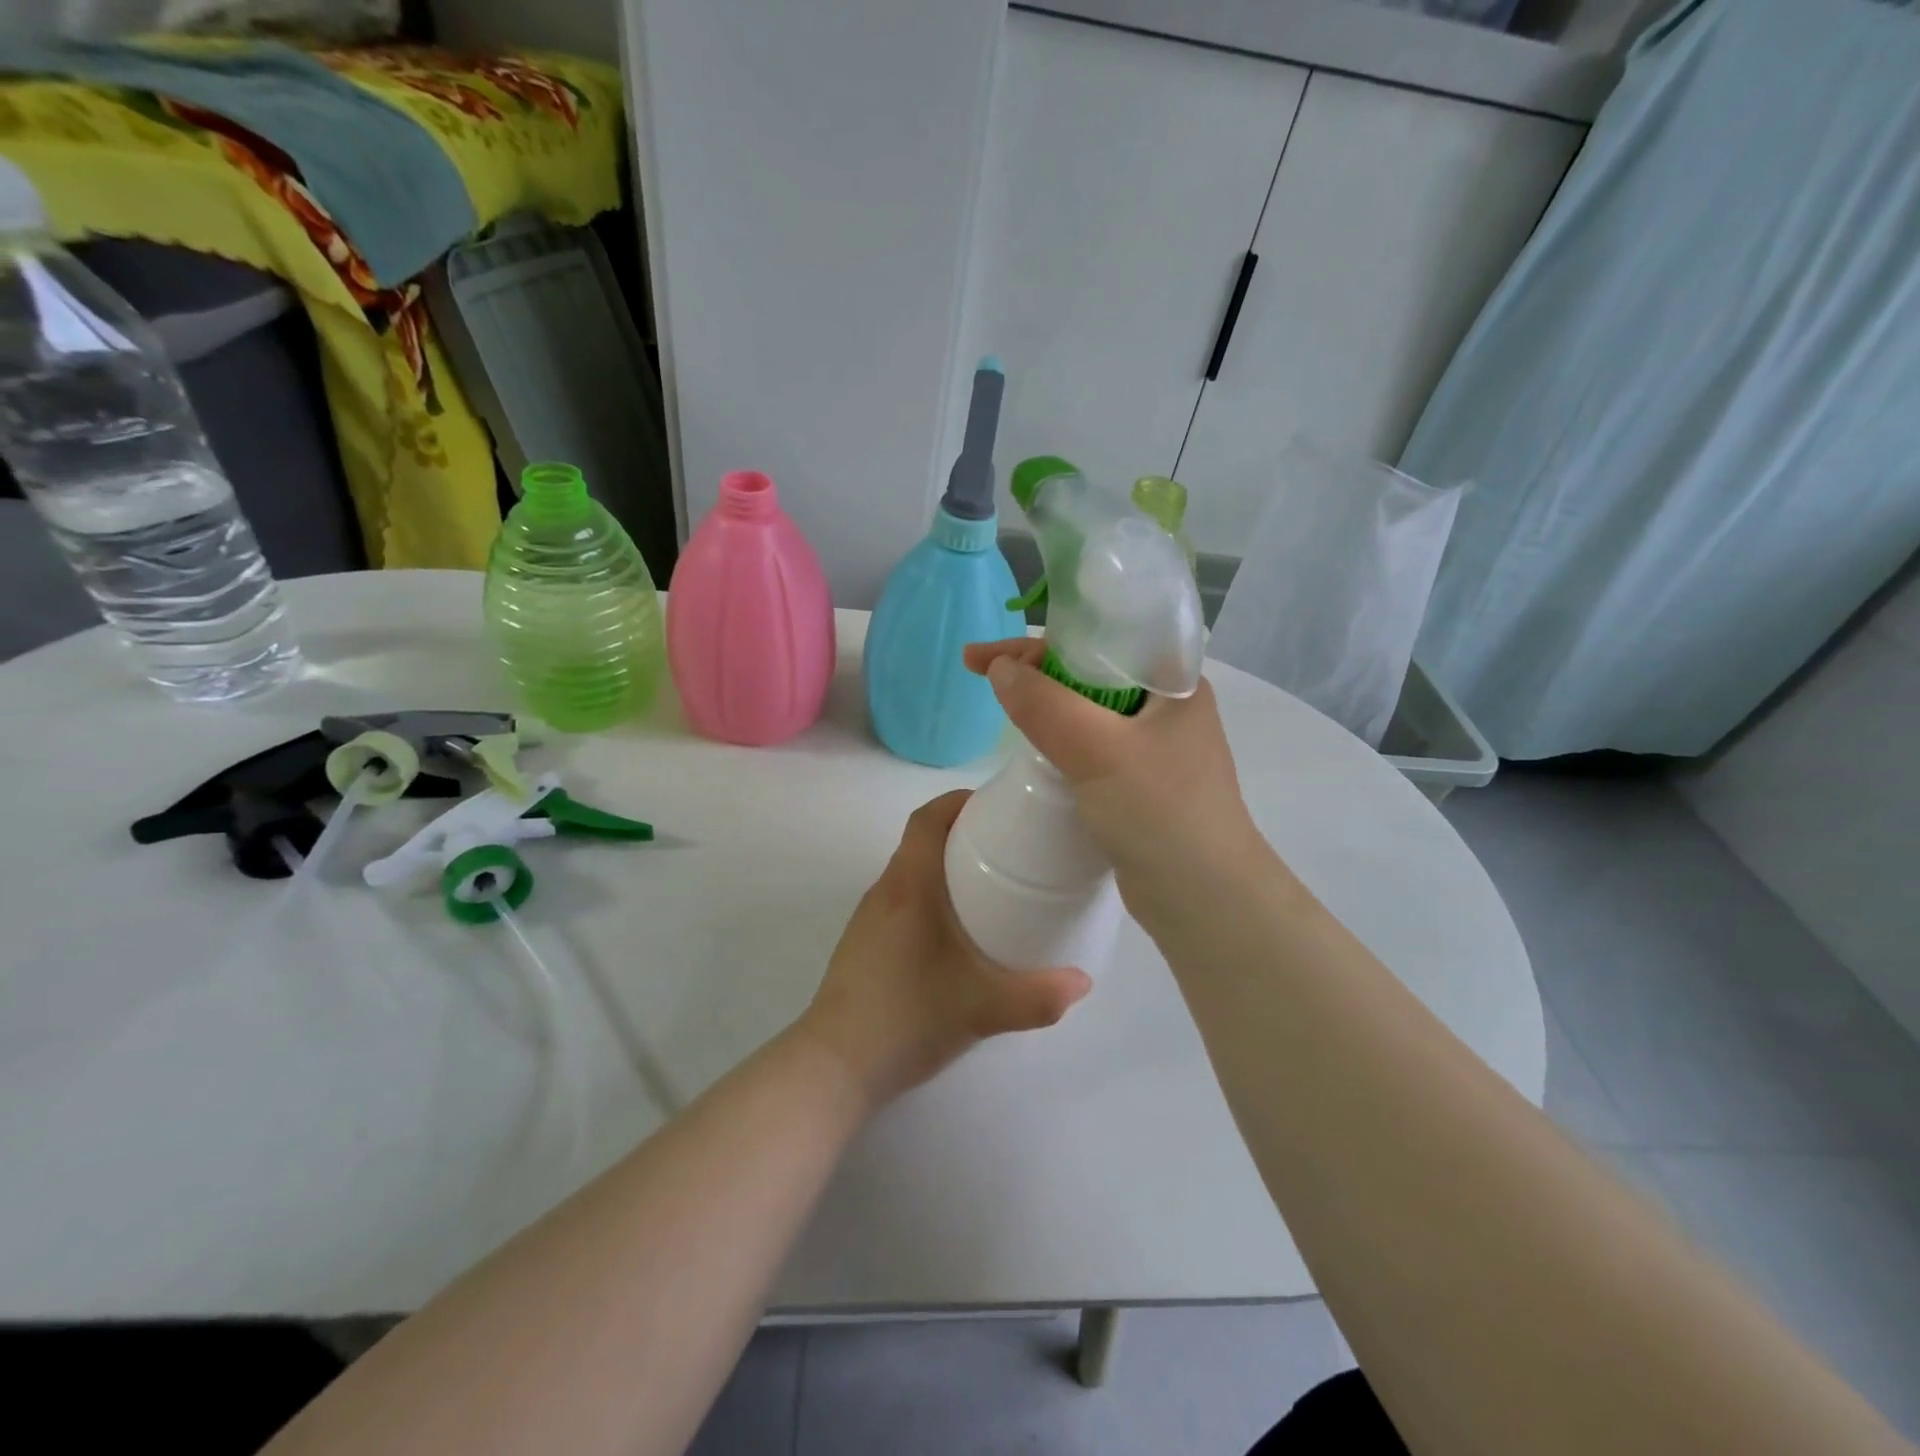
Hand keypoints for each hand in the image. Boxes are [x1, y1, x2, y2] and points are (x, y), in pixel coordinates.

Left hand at [799, 790, 1092, 1110]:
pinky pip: (902, 899)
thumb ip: (1038, 996)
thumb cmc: (907, 1018)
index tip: (996, 805)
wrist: (835, 1066)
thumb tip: (1083, 982)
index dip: (959, 801)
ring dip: (945, 866)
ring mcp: (869, 919)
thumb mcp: (982, 1009)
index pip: (926, 818)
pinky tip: (956, 932)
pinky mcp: (864, 944)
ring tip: (990, 885)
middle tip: (1009, 846)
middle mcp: (885, 892)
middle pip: (921, 840)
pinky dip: (931, 895)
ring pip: (910, 872)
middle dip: (962, 832)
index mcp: (909, 887)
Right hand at [962, 638, 1272, 920]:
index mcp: (1173, 682)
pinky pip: (1091, 746)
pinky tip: (1033, 748)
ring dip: (1044, 705)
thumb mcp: (1098, 750)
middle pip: (1089, 671)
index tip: (986, 655)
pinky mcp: (1140, 784)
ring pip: (1088, 711)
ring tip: (1001, 704)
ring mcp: (1154, 748)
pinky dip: (1058, 740)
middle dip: (1034, 669)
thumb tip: (998, 668)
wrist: (1205, 901)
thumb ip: (1045, 706)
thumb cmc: (1161, 812)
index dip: (1040, 639)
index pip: (1100, 639)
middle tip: (980, 674)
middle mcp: (1166, 708)